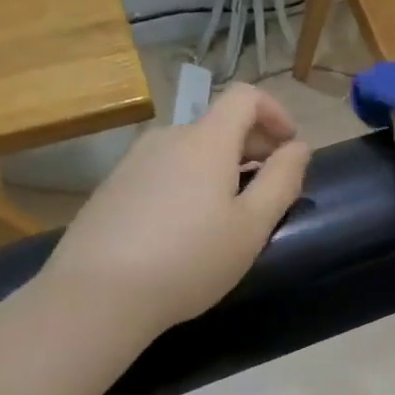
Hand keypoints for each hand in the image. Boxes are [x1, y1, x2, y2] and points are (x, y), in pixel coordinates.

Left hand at [41, 84, 311, 336]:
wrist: (95, 296)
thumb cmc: (189, 260)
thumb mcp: (252, 226)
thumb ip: (282, 180)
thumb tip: (299, 147)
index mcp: (206, 141)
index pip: (246, 97)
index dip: (275, 112)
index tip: (289, 147)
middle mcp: (168, 138)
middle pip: (218, 123)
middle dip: (253, 144)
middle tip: (268, 187)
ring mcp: (133, 162)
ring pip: (190, 149)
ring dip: (220, 165)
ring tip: (227, 212)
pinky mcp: (112, 188)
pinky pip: (163, 170)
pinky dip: (188, 181)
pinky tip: (184, 228)